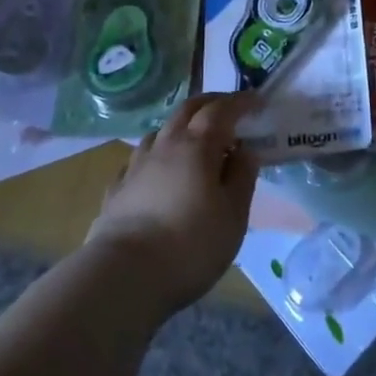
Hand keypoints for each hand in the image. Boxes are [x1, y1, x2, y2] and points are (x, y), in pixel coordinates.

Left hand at [86, 94, 258, 318]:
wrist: (125, 275)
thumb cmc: (191, 245)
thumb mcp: (234, 215)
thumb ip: (242, 177)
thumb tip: (245, 150)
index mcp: (197, 146)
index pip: (221, 110)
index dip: (241, 101)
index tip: (257, 100)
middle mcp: (165, 145)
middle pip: (187, 109)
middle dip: (211, 103)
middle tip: (228, 108)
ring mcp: (136, 165)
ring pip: (160, 131)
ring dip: (181, 127)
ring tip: (193, 141)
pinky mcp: (117, 188)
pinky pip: (139, 159)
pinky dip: (157, 156)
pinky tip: (158, 171)